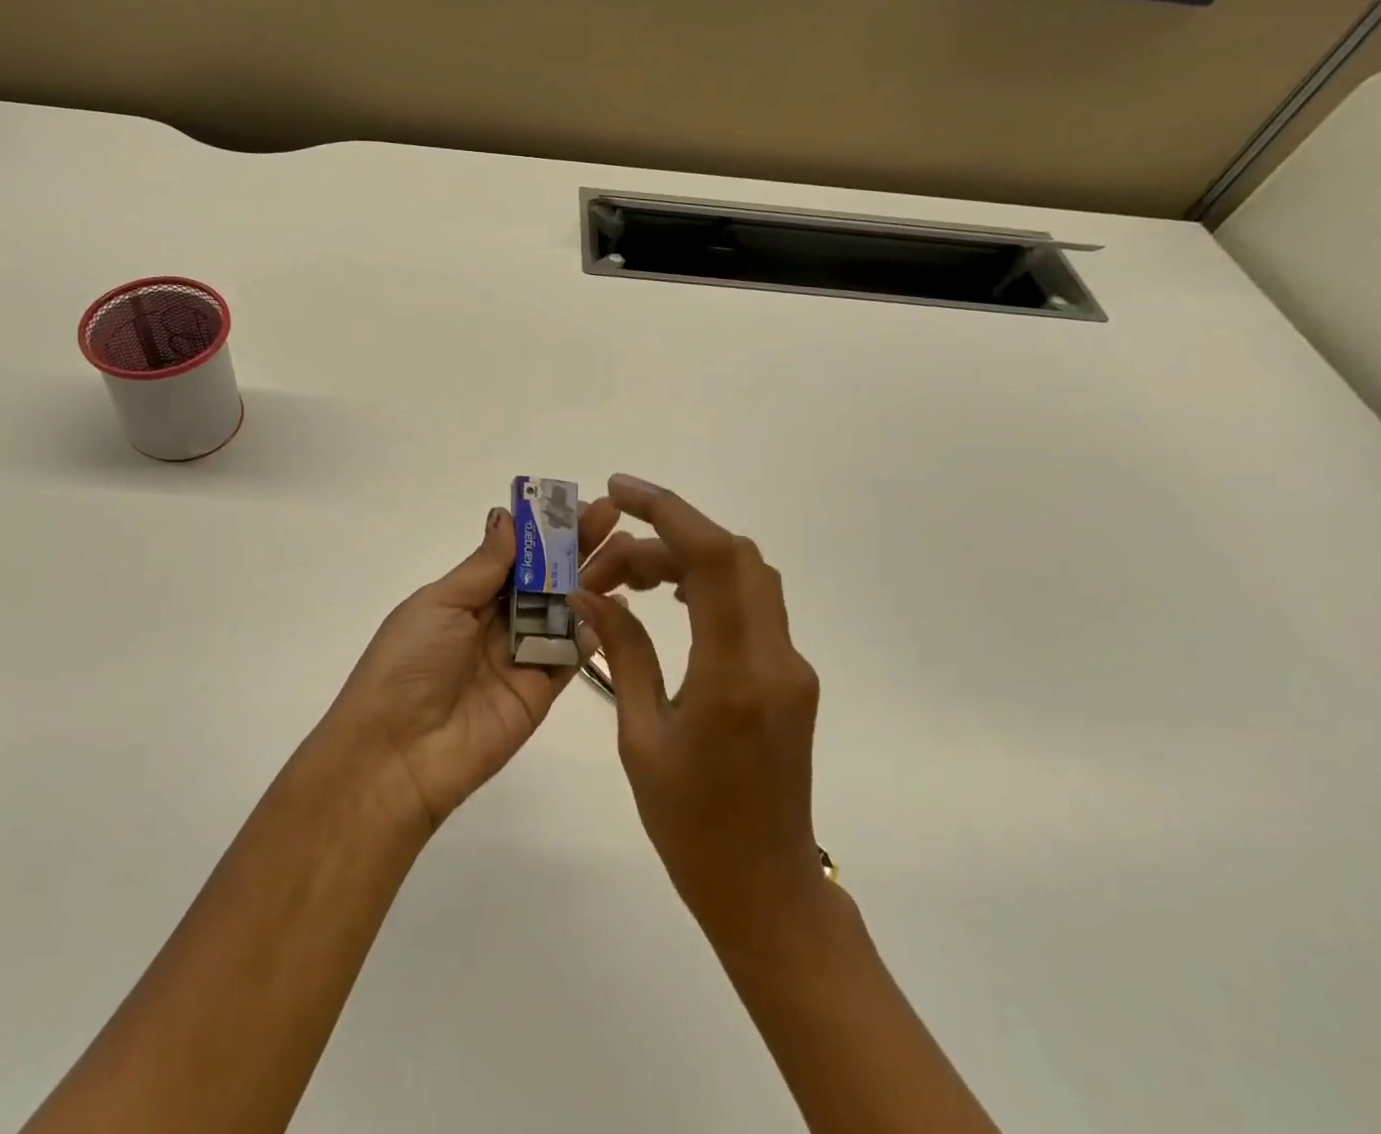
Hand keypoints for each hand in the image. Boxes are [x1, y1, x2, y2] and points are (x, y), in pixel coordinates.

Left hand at [325, 497, 620, 831]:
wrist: (398, 753)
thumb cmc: (410, 663)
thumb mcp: (440, 603)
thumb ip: (484, 565)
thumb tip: (508, 516)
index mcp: (466, 597)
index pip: (516, 555)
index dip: (546, 531)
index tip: (580, 504)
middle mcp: (496, 622)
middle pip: (545, 579)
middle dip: (578, 548)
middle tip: (615, 518)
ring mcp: (521, 656)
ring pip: (565, 610)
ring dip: (594, 580)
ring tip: (629, 552)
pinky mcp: (541, 691)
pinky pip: (571, 654)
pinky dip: (595, 630)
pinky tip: (620, 602)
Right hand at [571, 475, 821, 935]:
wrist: (766, 889)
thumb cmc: (691, 826)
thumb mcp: (639, 737)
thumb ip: (622, 653)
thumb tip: (590, 594)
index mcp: (733, 676)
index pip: (712, 559)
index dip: (667, 510)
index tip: (619, 491)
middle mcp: (774, 659)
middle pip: (733, 555)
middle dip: (667, 534)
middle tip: (609, 558)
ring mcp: (790, 666)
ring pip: (746, 574)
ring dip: (687, 558)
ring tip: (629, 579)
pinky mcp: (790, 676)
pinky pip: (752, 604)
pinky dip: (708, 582)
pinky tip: (669, 601)